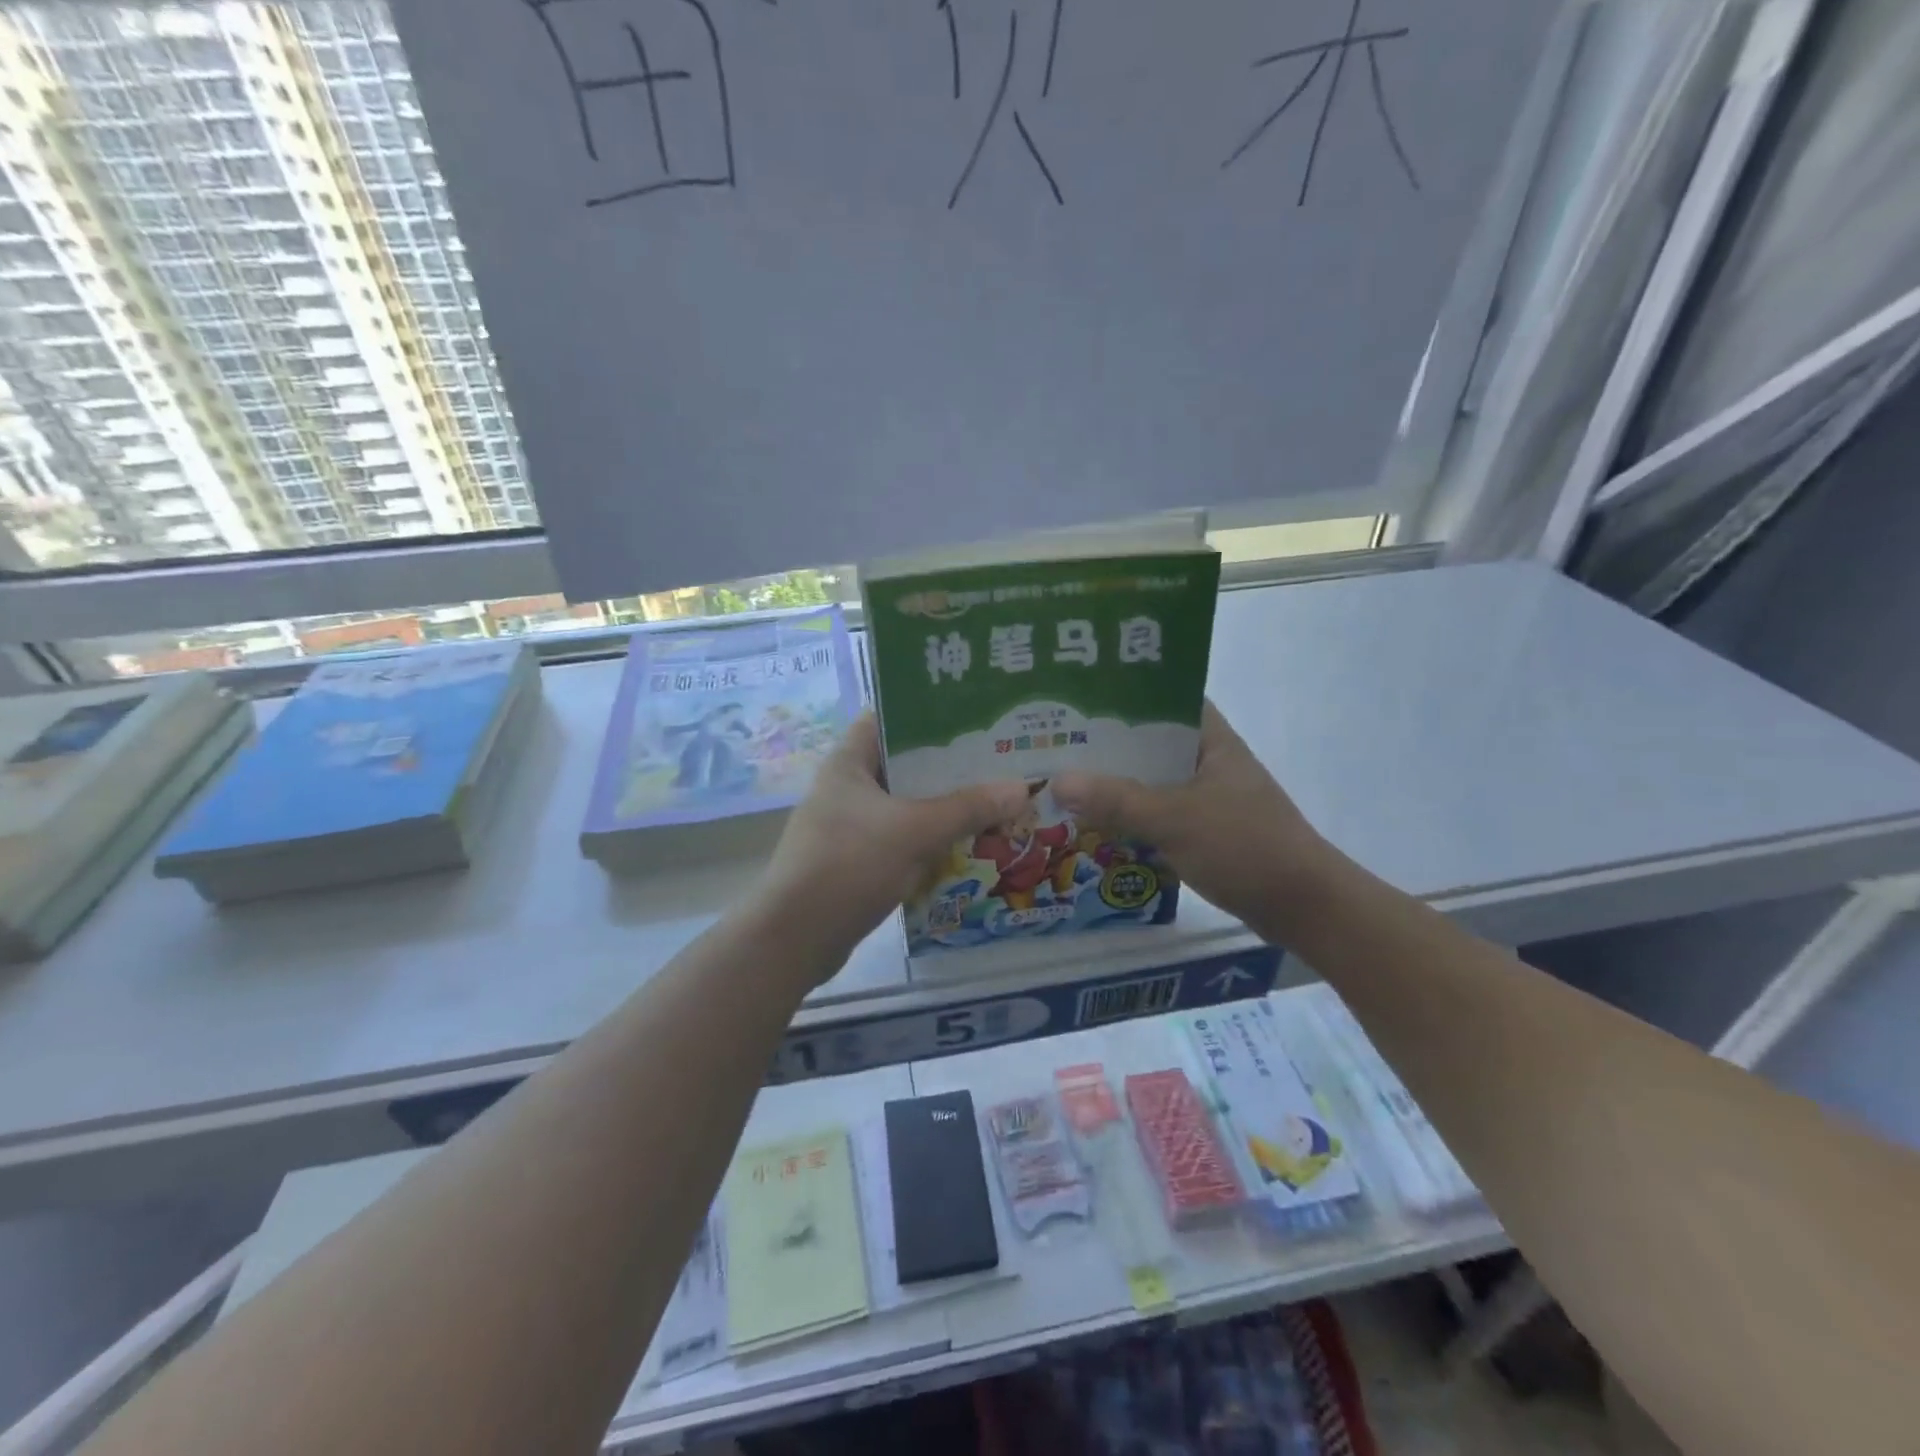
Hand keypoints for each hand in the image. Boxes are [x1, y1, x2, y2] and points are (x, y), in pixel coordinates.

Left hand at [756, 714, 1027, 979]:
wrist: (794, 939)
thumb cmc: (849, 866)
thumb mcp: (914, 831)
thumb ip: (967, 808)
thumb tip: (1021, 787)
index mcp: (849, 762)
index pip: (889, 718)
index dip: (928, 710)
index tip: (974, 714)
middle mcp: (847, 787)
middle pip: (905, 764)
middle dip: (950, 766)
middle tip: (999, 762)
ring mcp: (849, 825)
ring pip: (906, 805)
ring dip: (944, 807)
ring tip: (994, 801)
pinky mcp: (856, 860)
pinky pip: (901, 839)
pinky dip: (930, 840)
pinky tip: (967, 845)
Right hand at [1051, 701, 1331, 938]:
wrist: (1303, 907)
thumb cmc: (1245, 847)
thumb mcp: (1176, 819)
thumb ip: (1117, 800)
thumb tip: (1058, 781)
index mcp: (1212, 740)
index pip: (1166, 699)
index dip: (1126, 694)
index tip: (1079, 697)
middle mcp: (1210, 762)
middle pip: (1151, 744)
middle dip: (1108, 747)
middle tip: (1056, 744)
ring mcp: (1209, 799)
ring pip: (1152, 783)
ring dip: (1116, 786)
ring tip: (1065, 782)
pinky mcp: (1206, 832)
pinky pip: (1159, 815)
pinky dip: (1131, 818)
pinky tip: (1096, 825)